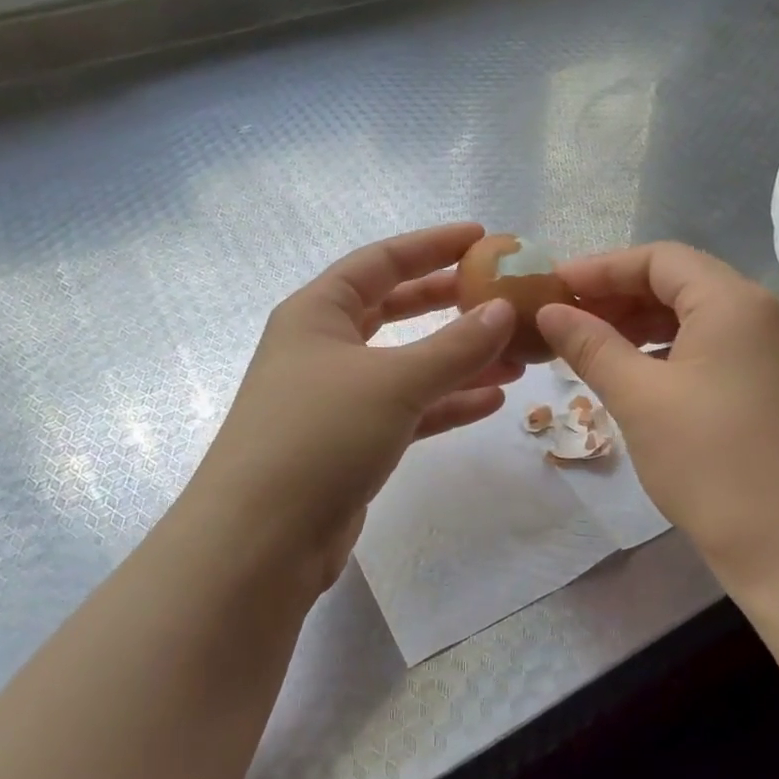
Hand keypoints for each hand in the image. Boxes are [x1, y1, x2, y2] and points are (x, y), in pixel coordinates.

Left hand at [187, 224, 521, 594]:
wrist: (263, 540)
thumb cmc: (320, 435)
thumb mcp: (394, 381)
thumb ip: (455, 345)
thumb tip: (504, 310)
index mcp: (318, 312)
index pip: (381, 261)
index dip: (431, 245)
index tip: (482, 238)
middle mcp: (324, 347)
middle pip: (395, 309)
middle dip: (448, 302)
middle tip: (501, 294)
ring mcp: (338, 397)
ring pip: (408, 364)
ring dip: (459, 359)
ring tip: (515, 356)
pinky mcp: (352, 442)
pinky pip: (409, 409)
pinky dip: (447, 403)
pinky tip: (492, 401)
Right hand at [536, 242, 778, 595]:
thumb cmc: (709, 462)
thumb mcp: (638, 398)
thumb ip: (591, 345)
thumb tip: (551, 311)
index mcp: (732, 302)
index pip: (659, 258)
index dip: (603, 268)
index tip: (556, 286)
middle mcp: (760, 314)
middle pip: (680, 282)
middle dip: (620, 295)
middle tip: (569, 317)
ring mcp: (773, 352)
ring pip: (697, 316)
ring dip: (643, 323)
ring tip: (594, 345)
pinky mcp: (773, 386)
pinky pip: (713, 348)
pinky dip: (670, 350)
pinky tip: (639, 375)